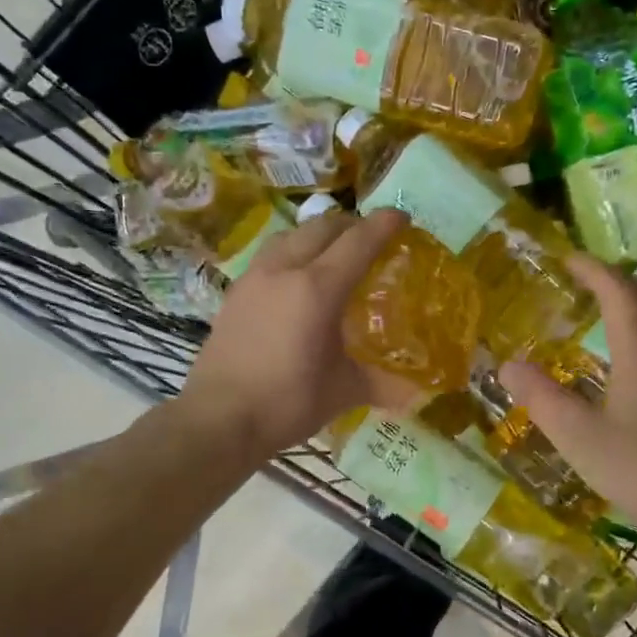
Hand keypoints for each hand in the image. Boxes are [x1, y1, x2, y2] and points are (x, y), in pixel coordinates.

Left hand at [178, 207, 419, 458]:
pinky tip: (296, 278)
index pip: (358, 242)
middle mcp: (284, 271)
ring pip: (291, 235)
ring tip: (333, 251)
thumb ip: (382, 383)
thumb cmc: (286, 403)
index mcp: (317, 289)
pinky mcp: (235, 292)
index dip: (383, 225)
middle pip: (322, 227)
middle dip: (352, 225)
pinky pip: (270, 254)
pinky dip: (292, 251)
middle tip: (371, 238)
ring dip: (317, 233)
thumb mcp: (343, 392)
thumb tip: (417, 393)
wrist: (218, 420)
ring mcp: (255, 278)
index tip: (402, 217)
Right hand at [499, 253, 636, 545]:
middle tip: (582, 282)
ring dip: (635, 303)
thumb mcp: (577, 436)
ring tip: (604, 314)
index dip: (591, 268)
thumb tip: (507, 364)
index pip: (617, 288)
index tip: (566, 259)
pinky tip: (633, 360)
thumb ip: (540, 396)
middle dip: (614, 279)